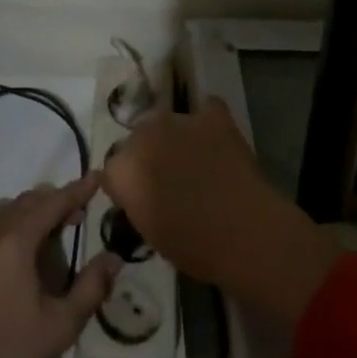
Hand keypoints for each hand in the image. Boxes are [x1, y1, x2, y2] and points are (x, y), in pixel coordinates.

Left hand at [0, 174, 119, 357]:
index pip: (52, 203)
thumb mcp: (61, 325)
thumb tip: (114, 258)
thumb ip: (91, 287)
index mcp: (15, 242)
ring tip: (51, 228)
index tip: (97, 177)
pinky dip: (9, 222)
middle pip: (26, 201)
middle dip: (55, 200)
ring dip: (30, 209)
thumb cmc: (9, 353)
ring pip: (4, 210)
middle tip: (79, 212)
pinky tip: (20, 250)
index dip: (77, 190)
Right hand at [103, 99, 337, 326]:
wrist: (243, 231)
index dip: (127, 184)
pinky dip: (208, 123)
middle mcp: (142, 135)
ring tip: (196, 160)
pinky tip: (217, 141)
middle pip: (137, 139)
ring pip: (167, 123)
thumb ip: (136, 202)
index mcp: (121, 168)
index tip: (142, 200)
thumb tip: (140, 192)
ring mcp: (178, 120)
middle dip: (148, 154)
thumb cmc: (192, 246)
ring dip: (175, 138)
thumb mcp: (148, 231)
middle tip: (169, 179)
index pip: (113, 169)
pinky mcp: (211, 115)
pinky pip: (206, 110)